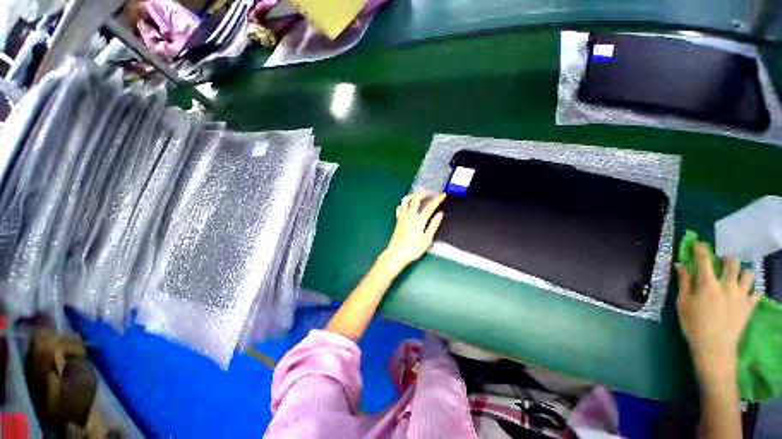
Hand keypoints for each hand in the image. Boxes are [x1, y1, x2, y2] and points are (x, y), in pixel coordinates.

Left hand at [379, 191, 445, 271]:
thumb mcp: (427, 239)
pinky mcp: (397, 220)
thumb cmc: (413, 249)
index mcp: (419, 220)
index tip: (443, 195)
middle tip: (428, 191)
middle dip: (423, 193)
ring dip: (412, 195)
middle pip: (416, 199)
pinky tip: (406, 205)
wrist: (396, 253)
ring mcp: (402, 217)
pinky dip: (403, 203)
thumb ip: (433, 225)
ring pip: (405, 201)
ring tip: (416, 194)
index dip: (437, 199)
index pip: (430, 206)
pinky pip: (400, 207)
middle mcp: (410, 215)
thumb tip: (440, 214)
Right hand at [676, 242, 758, 377]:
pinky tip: (747, 293)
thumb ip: (684, 282)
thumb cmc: (693, 324)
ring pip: (749, 274)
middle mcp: (727, 285)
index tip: (698, 243)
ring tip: (738, 277)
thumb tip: (680, 265)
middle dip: (728, 259)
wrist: (714, 347)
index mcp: (708, 284)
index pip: (704, 260)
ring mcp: (741, 295)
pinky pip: (757, 292)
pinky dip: (752, 290)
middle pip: (733, 263)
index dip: (701, 249)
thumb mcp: (683, 303)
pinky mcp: (749, 305)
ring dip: (743, 272)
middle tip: (724, 262)